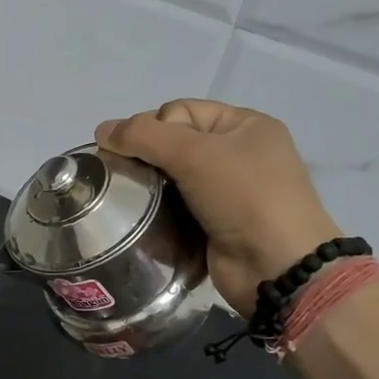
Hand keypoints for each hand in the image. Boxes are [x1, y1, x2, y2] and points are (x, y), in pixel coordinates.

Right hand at [97, 100, 339, 318]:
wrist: (277, 267)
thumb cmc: (244, 197)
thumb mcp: (194, 154)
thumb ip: (144, 136)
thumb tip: (101, 130)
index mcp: (244, 125)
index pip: (180, 111)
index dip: (152, 126)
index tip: (133, 152)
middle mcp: (238, 154)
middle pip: (173, 143)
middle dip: (145, 157)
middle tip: (125, 177)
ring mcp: (228, 192)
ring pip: (171, 178)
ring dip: (149, 187)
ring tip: (128, 200)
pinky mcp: (214, 224)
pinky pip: (176, 208)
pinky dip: (159, 212)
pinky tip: (142, 221)